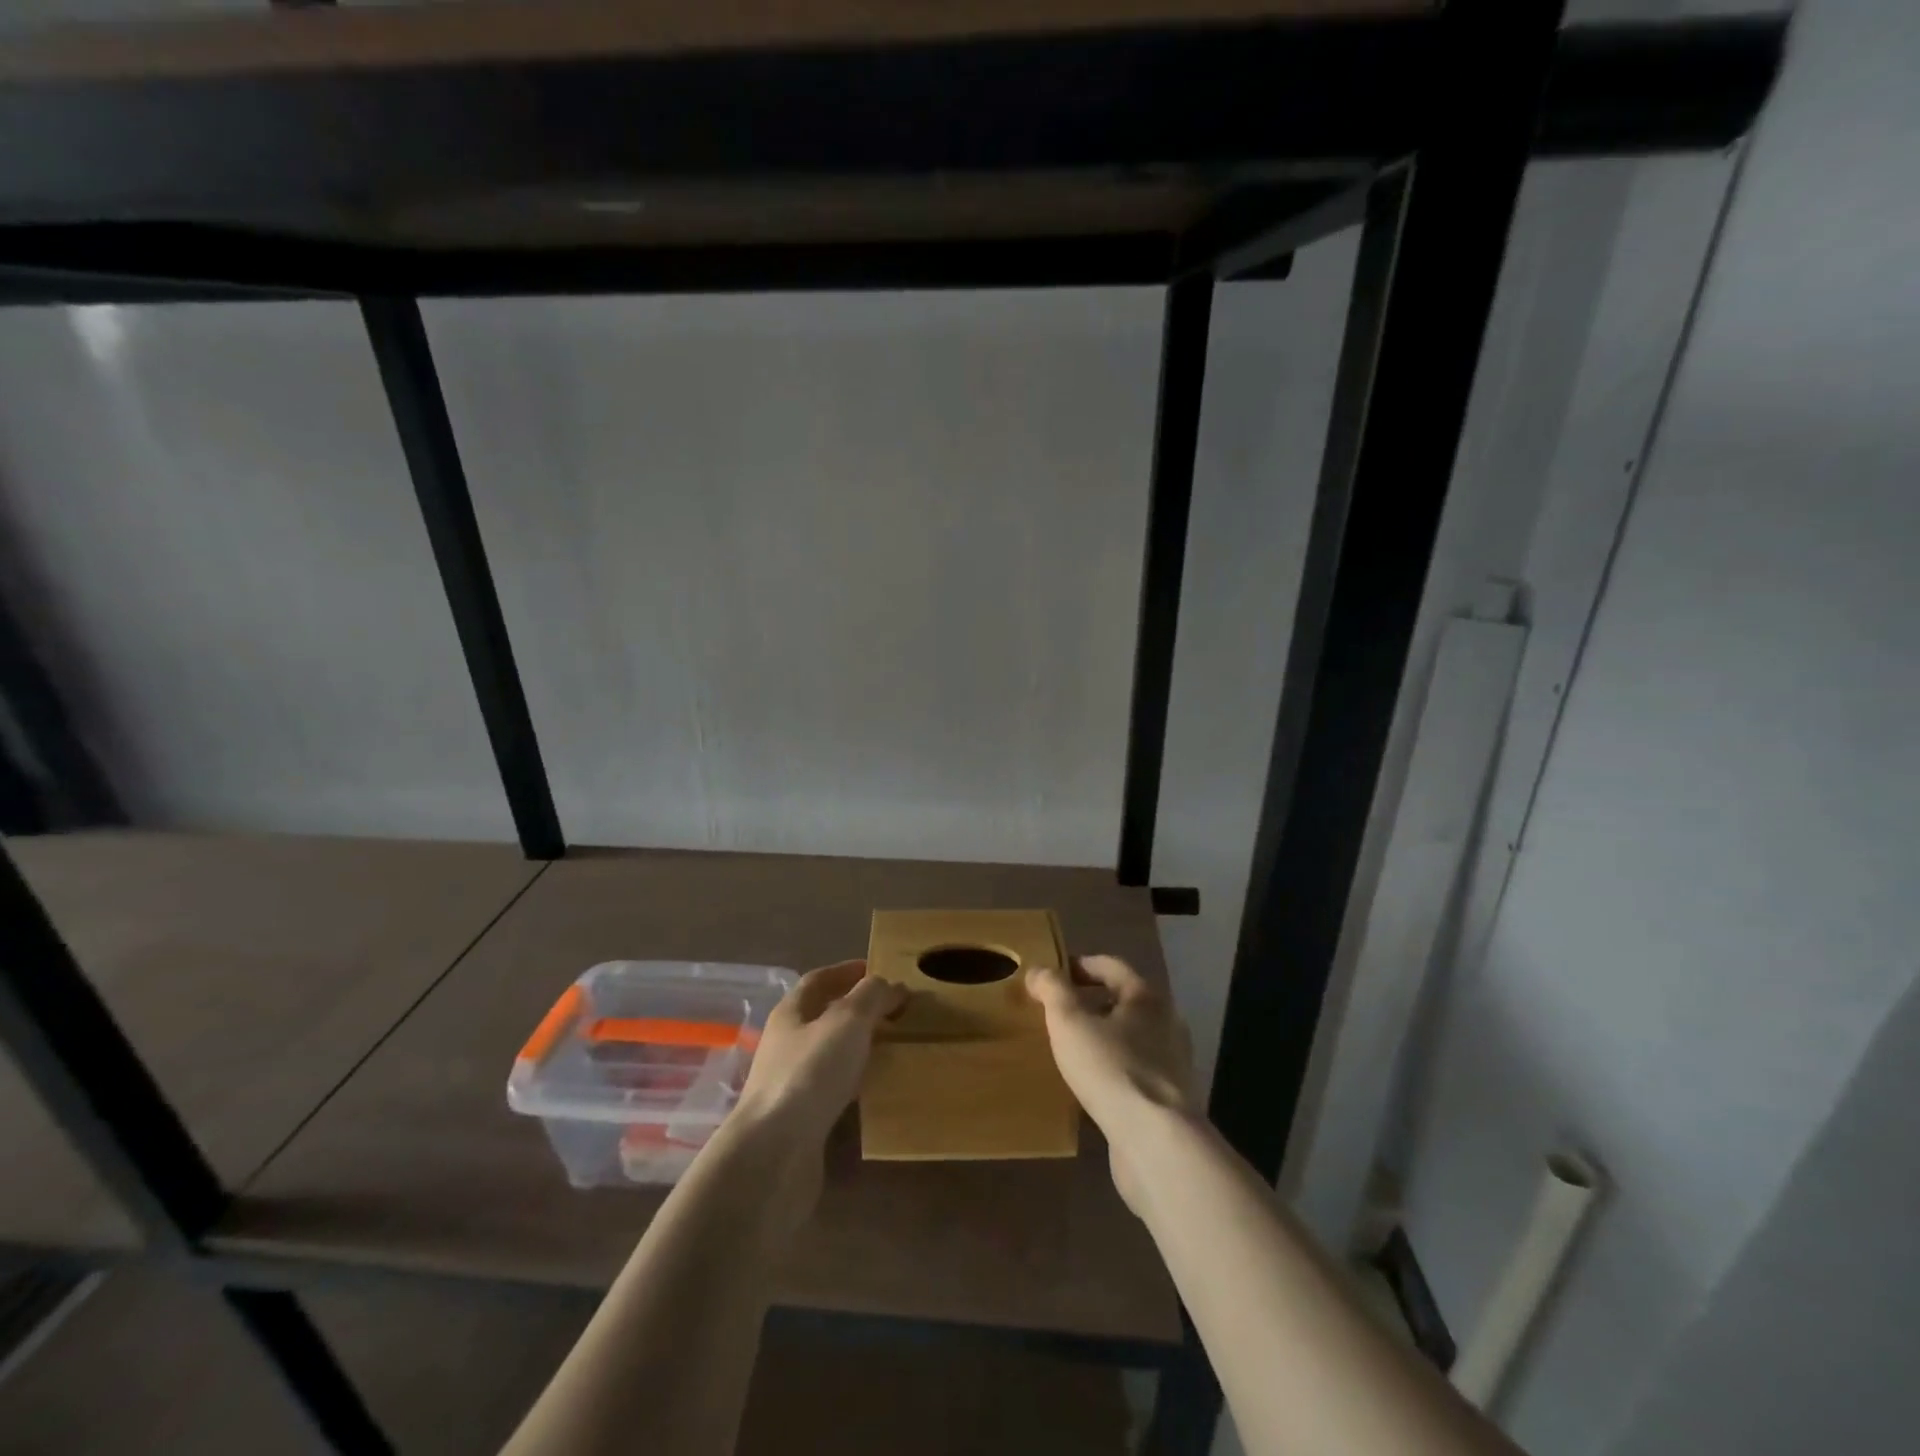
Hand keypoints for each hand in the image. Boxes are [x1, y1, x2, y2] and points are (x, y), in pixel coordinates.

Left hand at [735, 959, 904, 1153]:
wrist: (775, 1154)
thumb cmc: (810, 1073)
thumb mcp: (848, 1021)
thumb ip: (872, 996)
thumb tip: (891, 984)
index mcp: (790, 1013)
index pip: (818, 980)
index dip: (847, 972)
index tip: (879, 971)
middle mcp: (785, 1044)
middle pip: (822, 1017)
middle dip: (856, 1010)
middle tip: (894, 1011)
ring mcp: (789, 1084)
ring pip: (828, 1055)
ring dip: (856, 1048)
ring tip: (892, 1049)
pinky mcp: (799, 1121)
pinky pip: (831, 1091)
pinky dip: (853, 1084)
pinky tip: (874, 1090)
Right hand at [1028, 955, 1193, 1215]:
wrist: (1156, 1142)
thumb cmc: (1111, 1068)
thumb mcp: (1069, 1021)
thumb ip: (1052, 990)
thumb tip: (1038, 972)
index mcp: (1147, 997)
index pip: (1111, 966)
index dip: (1079, 966)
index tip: (1052, 975)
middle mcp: (1167, 1023)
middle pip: (1124, 1001)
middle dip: (1090, 1003)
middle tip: (1057, 1013)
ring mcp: (1173, 1064)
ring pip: (1131, 1039)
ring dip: (1103, 1039)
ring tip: (1070, 1049)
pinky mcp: (1170, 1100)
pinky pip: (1135, 1072)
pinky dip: (1113, 1070)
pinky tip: (1090, 1086)